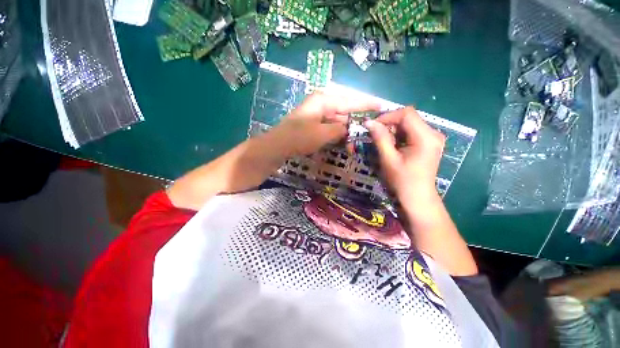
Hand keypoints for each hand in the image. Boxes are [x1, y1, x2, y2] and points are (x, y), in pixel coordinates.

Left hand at [268, 91, 380, 156]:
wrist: (277, 146)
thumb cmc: (298, 138)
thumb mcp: (322, 134)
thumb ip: (340, 129)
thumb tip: (348, 128)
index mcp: (324, 100)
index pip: (350, 101)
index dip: (367, 104)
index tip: (382, 106)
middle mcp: (322, 104)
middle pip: (345, 112)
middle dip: (356, 124)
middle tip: (368, 133)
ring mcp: (317, 115)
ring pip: (338, 122)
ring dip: (346, 132)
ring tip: (355, 144)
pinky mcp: (314, 125)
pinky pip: (331, 128)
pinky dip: (337, 135)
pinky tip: (344, 143)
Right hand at [364, 107, 444, 208]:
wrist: (417, 197)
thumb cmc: (402, 180)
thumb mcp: (388, 159)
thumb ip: (380, 138)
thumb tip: (368, 122)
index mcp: (426, 137)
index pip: (407, 114)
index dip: (388, 116)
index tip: (373, 126)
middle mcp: (433, 133)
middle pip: (409, 118)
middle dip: (390, 123)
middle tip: (375, 134)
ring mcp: (433, 138)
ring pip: (410, 124)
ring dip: (394, 130)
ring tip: (383, 141)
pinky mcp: (430, 143)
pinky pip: (412, 132)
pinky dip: (400, 135)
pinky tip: (393, 145)